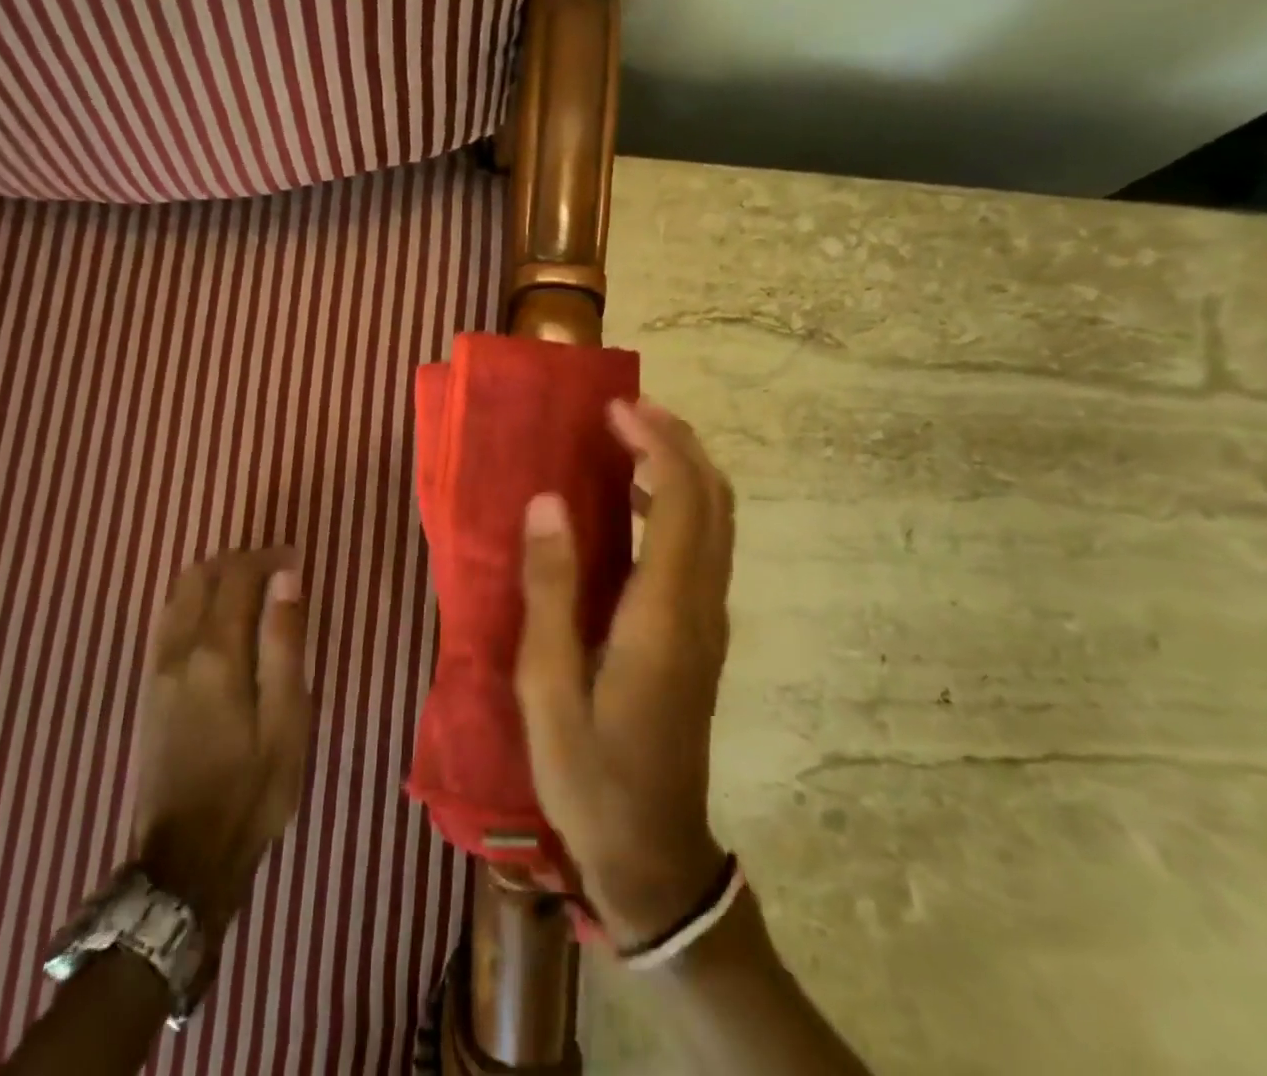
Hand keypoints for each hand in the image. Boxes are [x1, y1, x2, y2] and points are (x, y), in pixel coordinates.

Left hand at [130, 547, 312, 948]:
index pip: (237, 576)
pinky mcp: (149, 689)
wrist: (186, 859)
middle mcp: (178, 650)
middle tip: (276, 573)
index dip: (269, 558)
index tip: (297, 560)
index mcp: (216, 653)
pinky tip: (220, 622)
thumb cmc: (253, 788)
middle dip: (239, 562)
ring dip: (214, 579)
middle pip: (200, 575)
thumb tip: (286, 578)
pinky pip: (168, 621)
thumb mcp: (287, 718)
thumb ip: (284, 642)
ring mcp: (157, 669)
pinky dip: (195, 602)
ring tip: (252, 592)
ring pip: (178, 595)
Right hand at [516, 400, 734, 946]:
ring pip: (718, 520)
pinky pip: (706, 545)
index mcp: (664, 614)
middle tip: (626, 412)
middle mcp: (701, 605)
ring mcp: (710, 620)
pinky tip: (638, 505)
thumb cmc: (590, 776)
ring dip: (684, 468)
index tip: (616, 411)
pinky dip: (682, 503)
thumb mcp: (548, 689)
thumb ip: (550, 591)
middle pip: (715, 499)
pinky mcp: (704, 633)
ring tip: (632, 441)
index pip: (683, 501)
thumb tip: (548, 503)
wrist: (654, 855)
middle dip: (679, 442)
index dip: (658, 444)